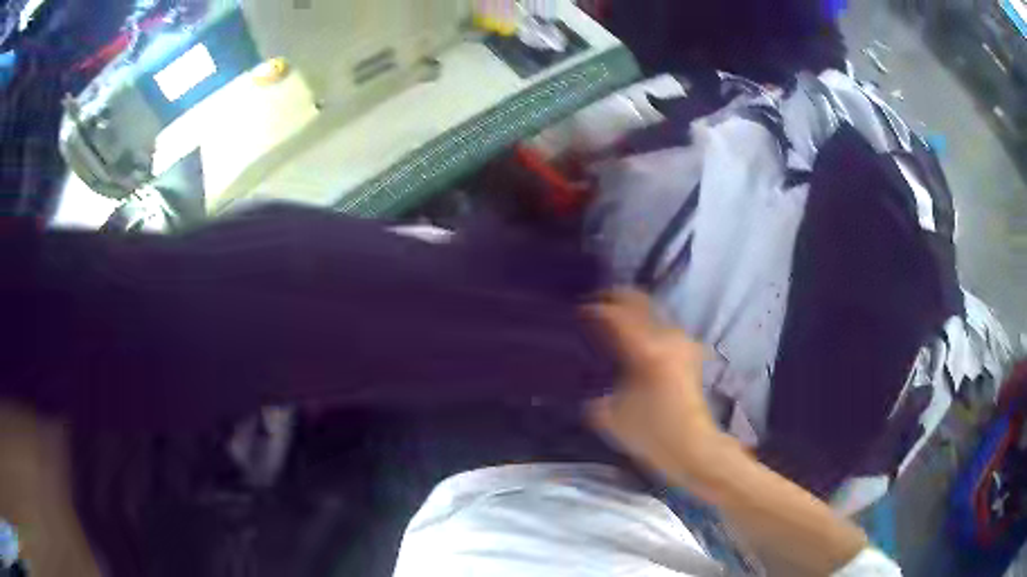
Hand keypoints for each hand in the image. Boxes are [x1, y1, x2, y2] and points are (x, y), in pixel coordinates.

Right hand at [584, 290, 719, 480]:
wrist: (692, 446)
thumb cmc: (651, 434)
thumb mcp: (610, 414)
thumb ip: (592, 389)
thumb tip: (580, 375)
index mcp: (647, 350)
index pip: (615, 314)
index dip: (592, 309)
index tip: (575, 313)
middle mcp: (667, 336)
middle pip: (637, 300)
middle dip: (612, 299)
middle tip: (590, 307)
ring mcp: (681, 340)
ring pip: (650, 309)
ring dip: (628, 310)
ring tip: (606, 322)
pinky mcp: (687, 349)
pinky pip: (659, 323)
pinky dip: (641, 322)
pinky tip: (627, 337)